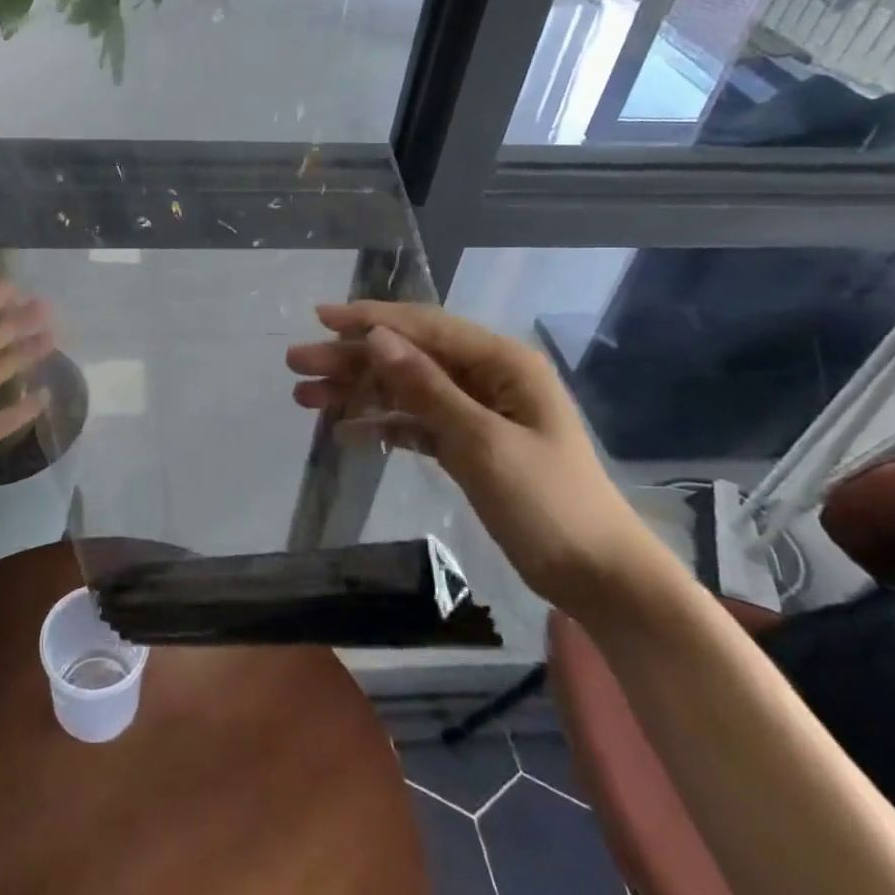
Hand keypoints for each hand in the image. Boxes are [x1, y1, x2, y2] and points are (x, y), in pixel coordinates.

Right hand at [287, 302, 669, 615]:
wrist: (598, 577)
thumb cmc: (547, 502)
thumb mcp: (482, 442)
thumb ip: (426, 388)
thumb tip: (376, 338)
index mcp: (501, 362)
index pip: (424, 327)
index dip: (369, 319)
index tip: (319, 318)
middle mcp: (486, 377)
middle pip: (406, 357)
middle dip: (351, 359)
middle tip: (296, 364)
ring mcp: (476, 411)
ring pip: (404, 390)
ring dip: (357, 392)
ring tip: (305, 398)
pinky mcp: (467, 444)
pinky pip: (415, 424)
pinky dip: (382, 426)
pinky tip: (346, 434)